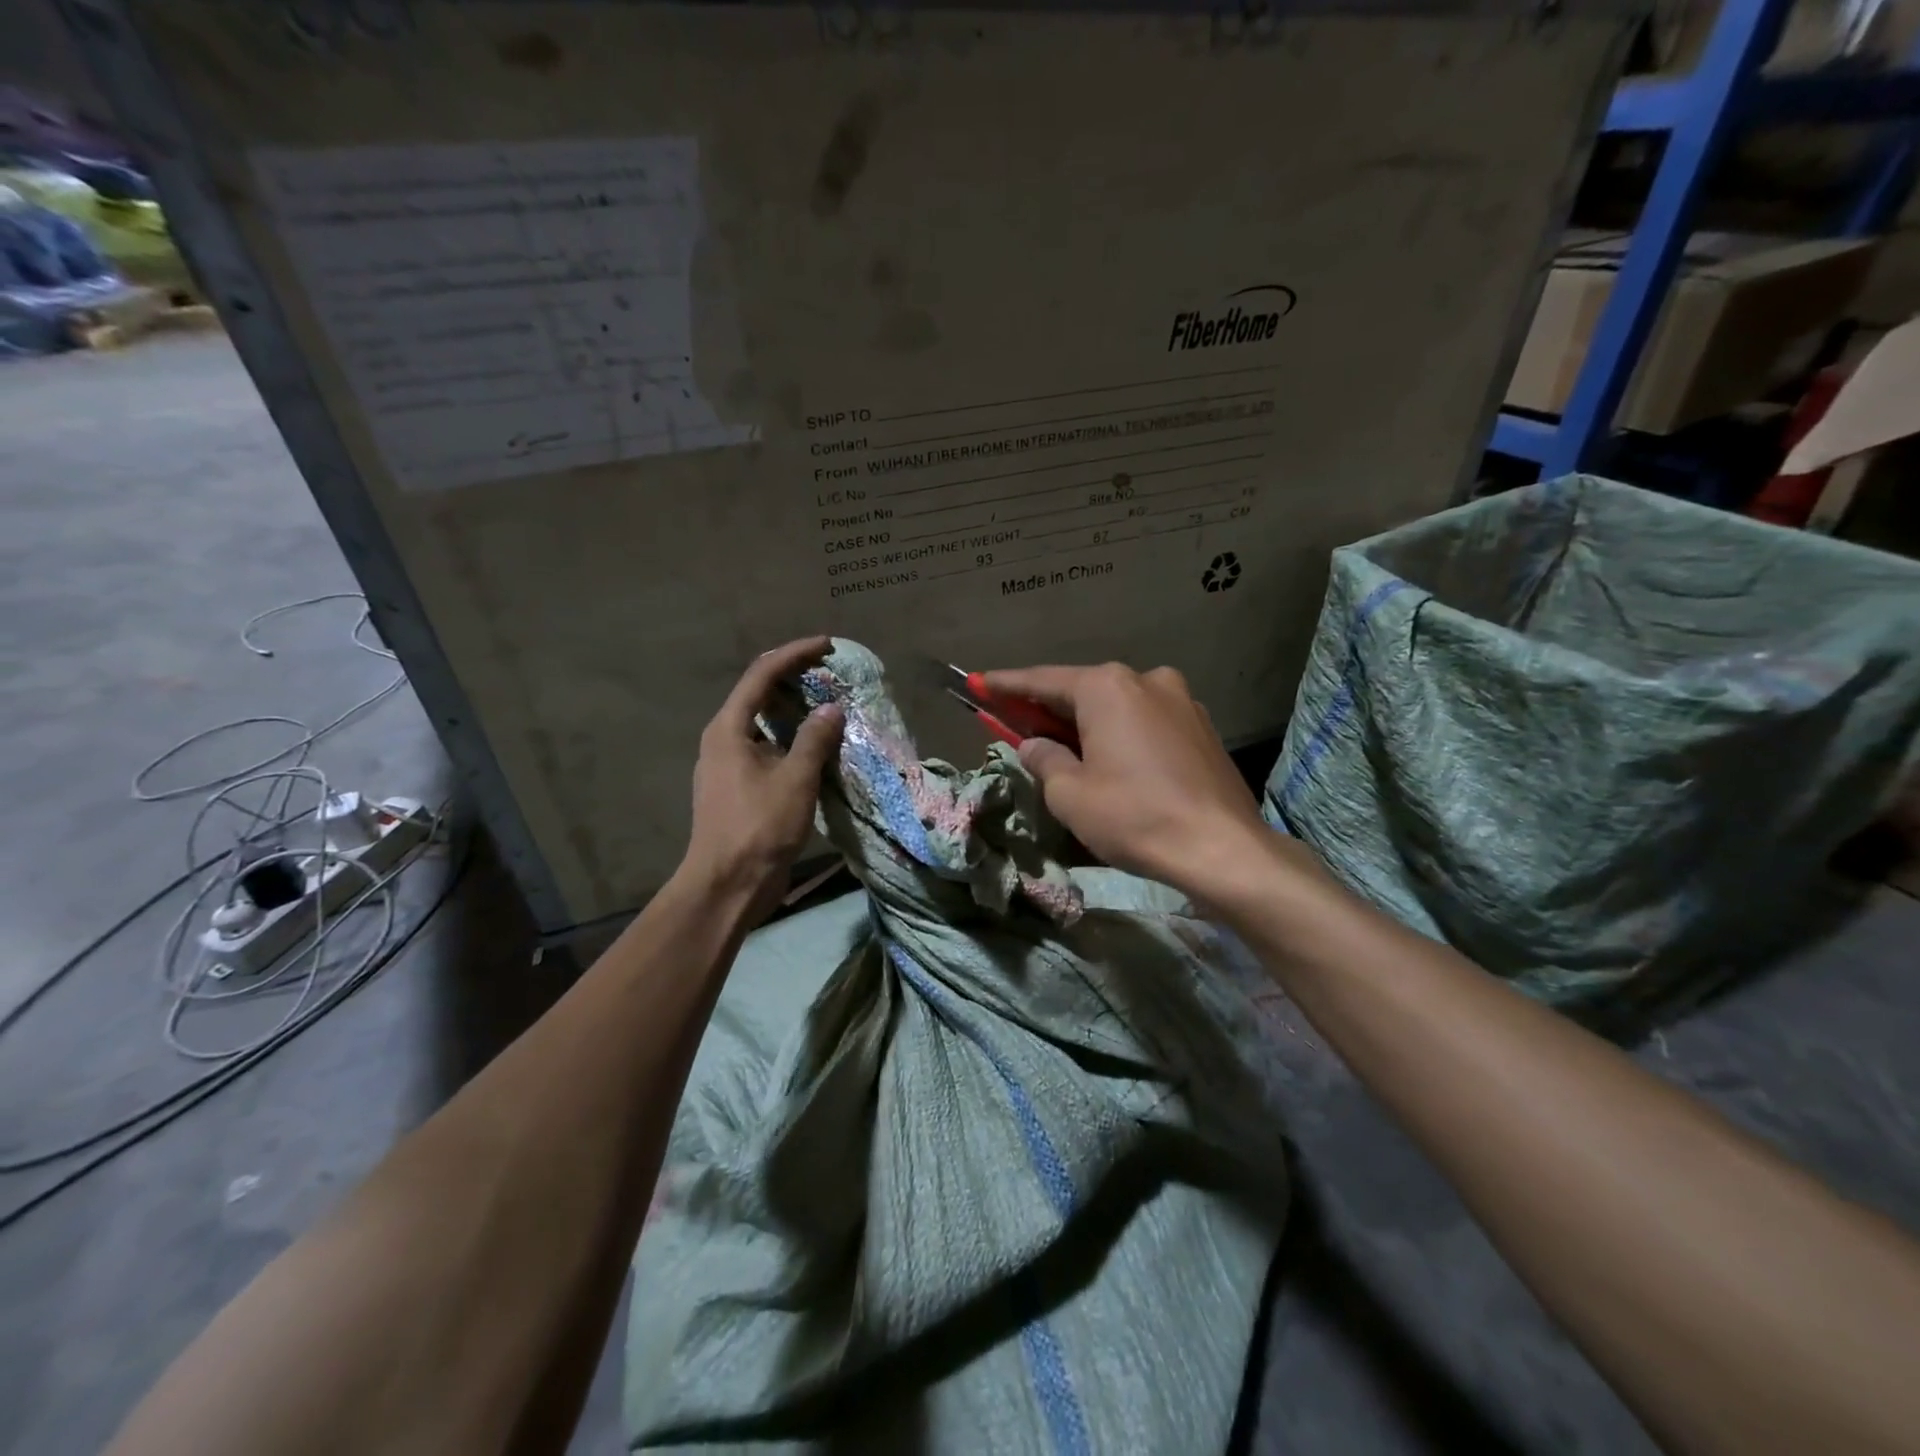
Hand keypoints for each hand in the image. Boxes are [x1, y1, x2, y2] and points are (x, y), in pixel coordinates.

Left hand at [680, 636, 844, 922]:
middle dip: (795, 677)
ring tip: (830, 703)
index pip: (762, 674)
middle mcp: (723, 738)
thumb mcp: (795, 780)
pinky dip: (793, 738)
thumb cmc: (758, 828)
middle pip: (759, 692)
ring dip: (796, 709)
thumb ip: (815, 739)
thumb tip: (832, 709)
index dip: (795, 653)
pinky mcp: (739, 786)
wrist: (727, 886)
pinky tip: (818, 745)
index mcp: (729, 728)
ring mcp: (729, 763)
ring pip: (765, 721)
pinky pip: (769, 747)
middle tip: (831, 673)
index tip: (828, 645)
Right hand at [981, 662, 1278, 903]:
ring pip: (1118, 706)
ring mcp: (1181, 700)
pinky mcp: (1202, 727)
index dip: (1005, 685)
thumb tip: (1035, 745)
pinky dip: (1121, 733)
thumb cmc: (1134, 816)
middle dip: (1048, 708)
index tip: (979, 682)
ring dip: (1088, 723)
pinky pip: (1146, 722)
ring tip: (1068, 750)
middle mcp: (1145, 679)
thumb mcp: (1069, 794)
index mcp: (1107, 687)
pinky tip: (1114, 761)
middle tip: (1017, 722)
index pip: (1042, 681)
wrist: (1222, 849)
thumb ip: (1044, 759)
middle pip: (1082, 690)